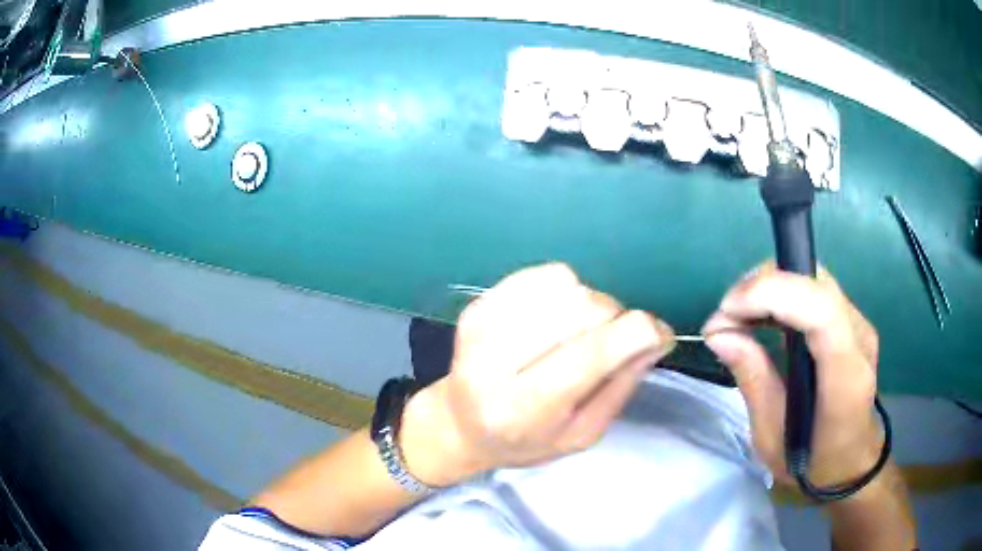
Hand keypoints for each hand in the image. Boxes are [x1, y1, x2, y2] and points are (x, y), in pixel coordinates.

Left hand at [400, 263, 675, 486]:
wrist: (460, 423)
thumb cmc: (525, 441)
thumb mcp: (581, 434)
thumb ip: (620, 386)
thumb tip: (656, 336)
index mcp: (522, 409)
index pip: (591, 354)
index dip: (638, 333)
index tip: (660, 334)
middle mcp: (495, 363)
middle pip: (582, 308)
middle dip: (616, 318)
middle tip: (613, 341)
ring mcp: (481, 326)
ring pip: (566, 285)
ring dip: (590, 304)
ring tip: (580, 332)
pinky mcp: (479, 303)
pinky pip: (543, 274)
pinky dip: (566, 289)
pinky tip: (558, 317)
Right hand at [703, 262, 882, 486]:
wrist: (855, 461)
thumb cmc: (813, 463)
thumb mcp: (773, 438)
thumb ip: (753, 381)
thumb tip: (719, 333)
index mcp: (845, 377)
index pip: (821, 310)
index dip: (772, 294)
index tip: (726, 311)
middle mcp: (860, 338)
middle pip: (815, 282)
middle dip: (762, 287)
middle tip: (725, 318)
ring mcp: (860, 324)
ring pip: (813, 277)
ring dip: (769, 288)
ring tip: (737, 318)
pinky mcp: (853, 320)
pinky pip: (815, 289)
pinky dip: (782, 295)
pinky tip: (762, 319)